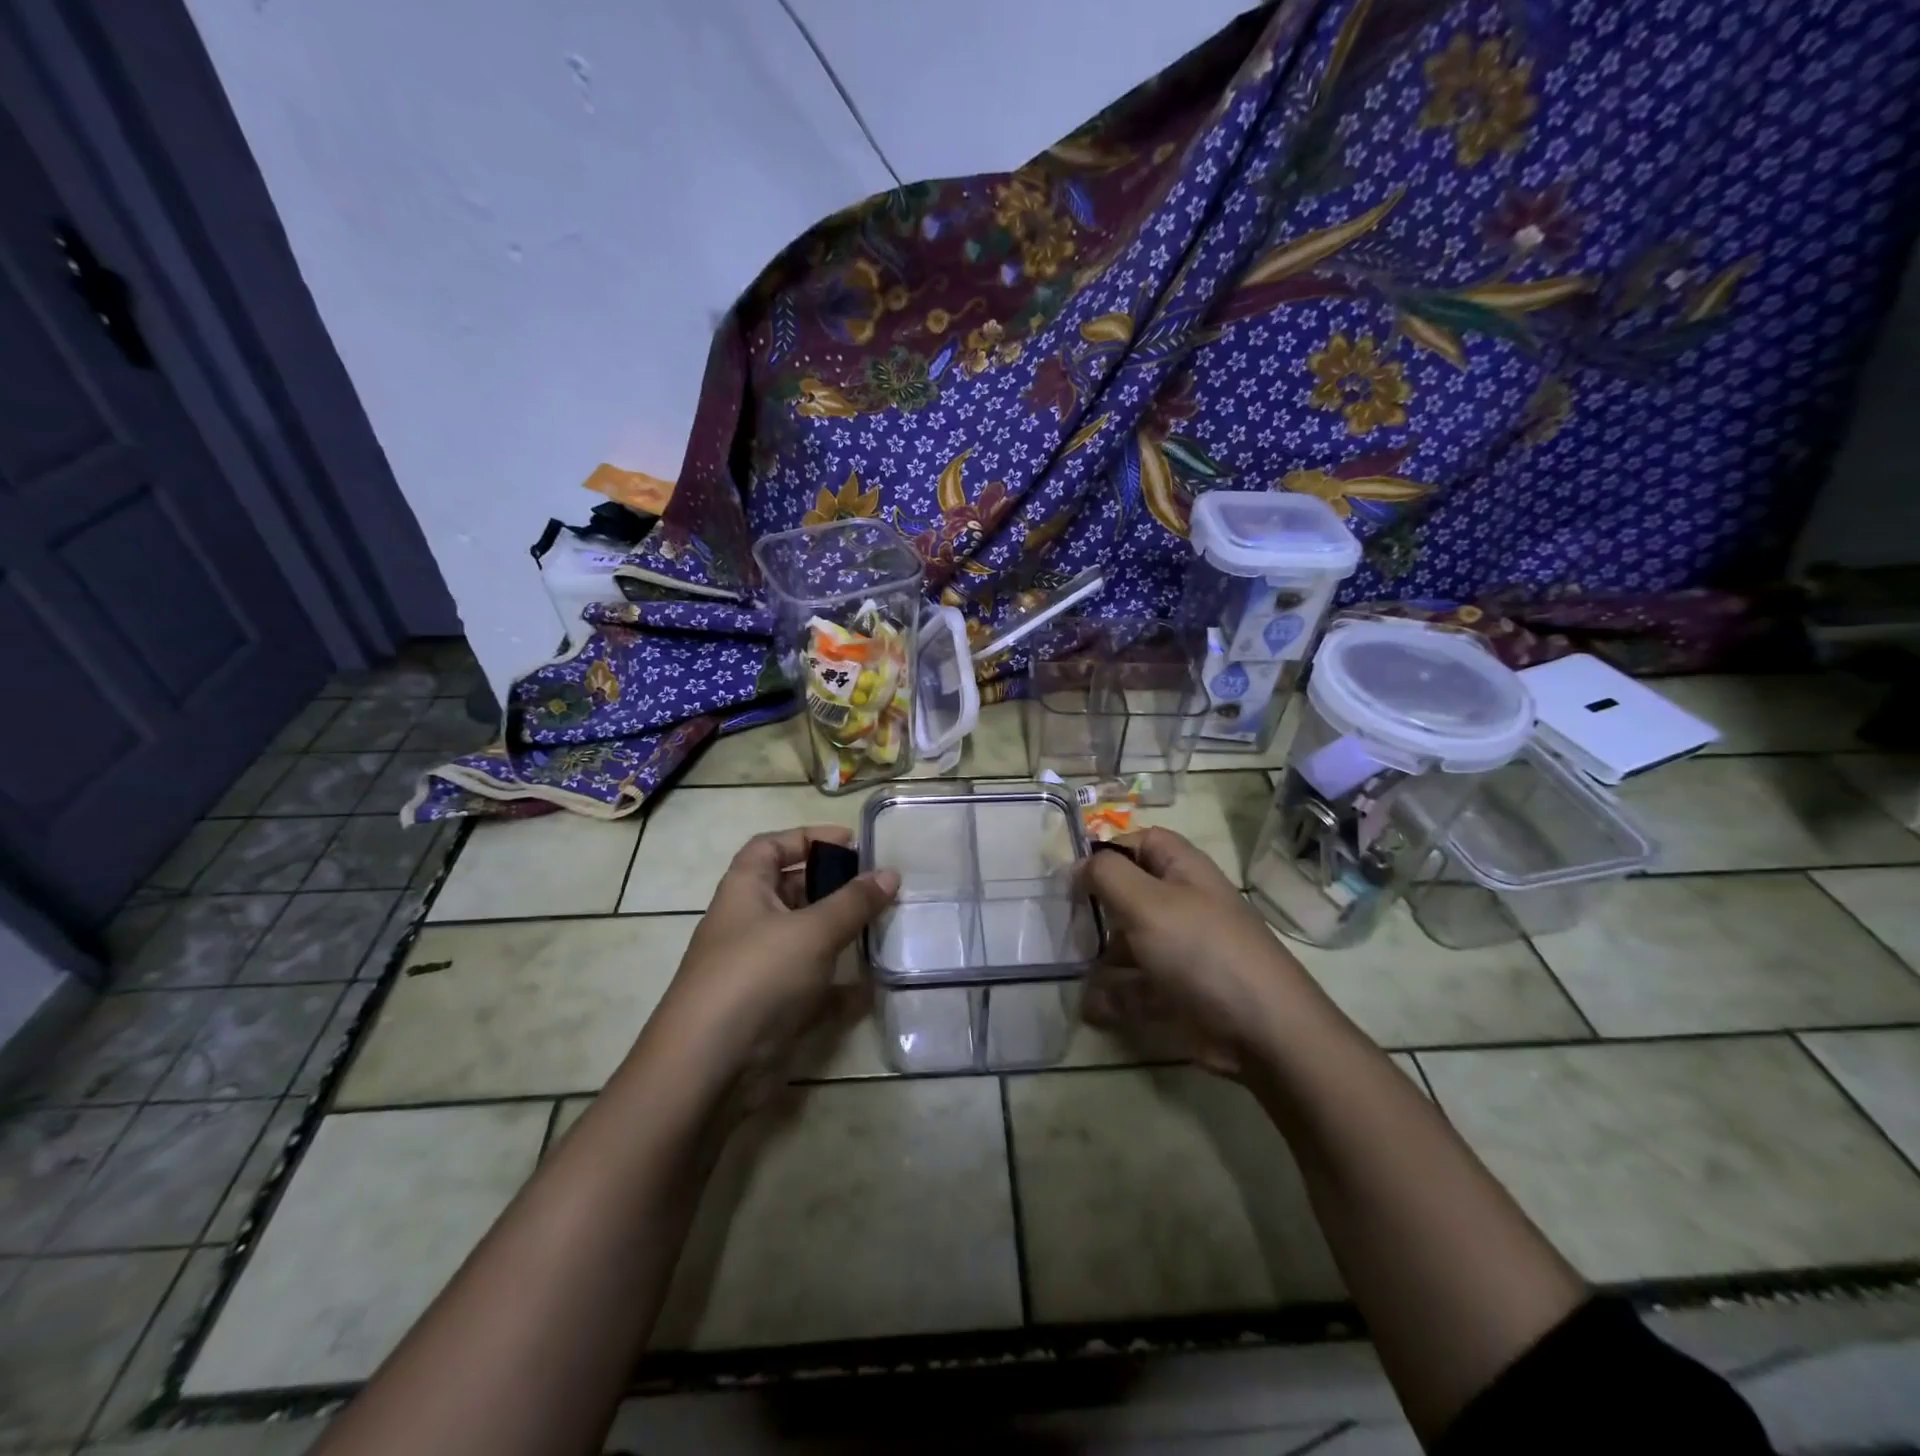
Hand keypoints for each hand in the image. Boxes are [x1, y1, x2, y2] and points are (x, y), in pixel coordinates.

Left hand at [648, 826, 897, 1097]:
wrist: (709, 1067)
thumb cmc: (757, 977)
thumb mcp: (812, 931)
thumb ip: (854, 902)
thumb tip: (891, 873)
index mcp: (745, 890)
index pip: (770, 846)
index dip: (808, 837)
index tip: (851, 842)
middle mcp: (748, 923)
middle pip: (791, 890)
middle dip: (832, 885)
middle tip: (877, 886)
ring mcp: (758, 967)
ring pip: (804, 938)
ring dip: (839, 931)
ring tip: (882, 925)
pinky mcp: (771, 1007)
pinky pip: (810, 983)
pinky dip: (837, 982)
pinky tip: (870, 984)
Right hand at [1080, 827, 1308, 1077]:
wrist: (1262, 1030)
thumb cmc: (1201, 949)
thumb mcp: (1148, 902)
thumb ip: (1107, 874)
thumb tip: (1080, 864)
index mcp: (1182, 871)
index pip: (1140, 842)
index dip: (1107, 852)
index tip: (1074, 876)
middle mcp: (1182, 904)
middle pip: (1129, 893)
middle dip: (1096, 908)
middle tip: (1063, 924)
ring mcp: (1180, 950)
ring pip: (1128, 943)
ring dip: (1098, 956)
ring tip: (1071, 968)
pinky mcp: (1177, 992)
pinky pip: (1134, 987)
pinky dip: (1111, 996)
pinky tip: (1091, 1006)